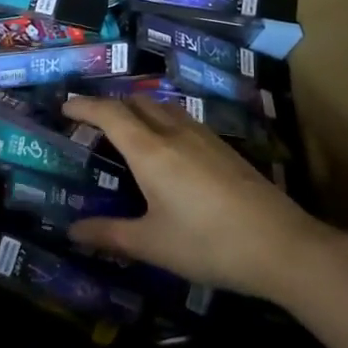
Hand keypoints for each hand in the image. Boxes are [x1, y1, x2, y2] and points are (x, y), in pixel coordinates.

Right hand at [63, 95, 347, 299]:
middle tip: (93, 124)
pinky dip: (163, 124)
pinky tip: (169, 152)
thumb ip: (110, 234)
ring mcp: (205, 138)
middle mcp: (176, 133)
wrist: (281, 245)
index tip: (65, 107)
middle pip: (137, 103)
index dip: (84, 106)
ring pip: (164, 109)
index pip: (110, 114)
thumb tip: (72, 231)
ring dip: (140, 112)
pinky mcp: (225, 149)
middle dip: (111, 106)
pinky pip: (184, 122)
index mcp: (150, 150)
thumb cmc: (207, 244)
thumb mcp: (152, 244)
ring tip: (128, 133)